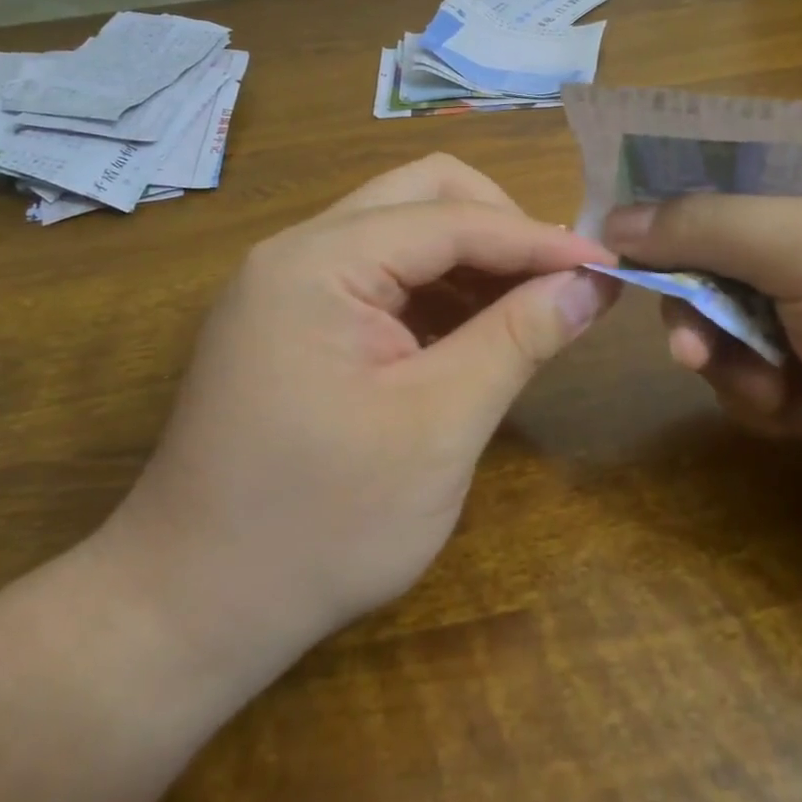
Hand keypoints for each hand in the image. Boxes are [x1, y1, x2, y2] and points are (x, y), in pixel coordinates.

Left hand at [105, 155, 615, 663]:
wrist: (192, 606)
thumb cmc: (320, 526)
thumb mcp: (438, 427)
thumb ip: (518, 339)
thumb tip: (591, 283)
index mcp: (319, 261)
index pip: (452, 217)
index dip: (538, 238)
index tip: (609, 266)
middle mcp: (298, 250)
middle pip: (421, 194)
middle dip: (500, 228)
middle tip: (558, 282)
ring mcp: (289, 283)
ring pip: (402, 230)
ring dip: (472, 258)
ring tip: (529, 310)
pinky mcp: (294, 319)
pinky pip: (380, 275)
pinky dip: (436, 291)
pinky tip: (473, 334)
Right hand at [602, 143, 801, 568]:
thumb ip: (709, 223)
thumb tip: (616, 219)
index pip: (732, 160)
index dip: (668, 185)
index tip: (610, 218)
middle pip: (716, 247)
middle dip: (696, 292)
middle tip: (683, 330)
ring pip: (724, 318)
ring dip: (726, 352)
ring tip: (758, 385)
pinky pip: (748, 374)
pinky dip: (759, 395)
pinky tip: (796, 416)